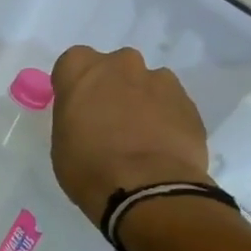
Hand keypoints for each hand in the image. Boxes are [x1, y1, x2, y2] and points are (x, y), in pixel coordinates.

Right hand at [49, 45, 210, 217]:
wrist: (148, 189)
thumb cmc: (89, 167)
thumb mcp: (62, 142)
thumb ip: (74, 117)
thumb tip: (90, 118)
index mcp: (82, 71)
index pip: (73, 61)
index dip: (75, 84)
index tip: (76, 106)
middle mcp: (122, 65)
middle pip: (114, 67)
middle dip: (111, 87)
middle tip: (108, 120)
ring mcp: (160, 81)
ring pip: (146, 83)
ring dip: (141, 101)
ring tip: (139, 137)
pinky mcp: (189, 103)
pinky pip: (170, 104)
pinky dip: (164, 118)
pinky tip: (159, 146)